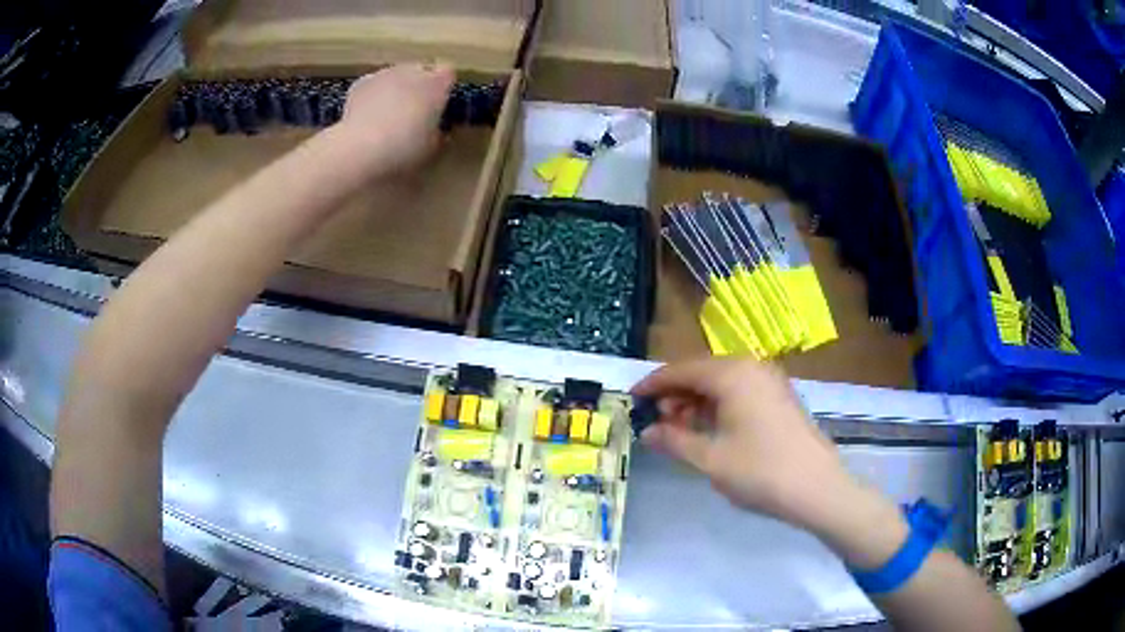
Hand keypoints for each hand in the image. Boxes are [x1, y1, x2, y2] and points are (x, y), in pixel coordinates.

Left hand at [336, 63, 455, 172]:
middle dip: (419, 86)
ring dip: (395, 89)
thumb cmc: (405, 148)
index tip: (440, 103)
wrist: (361, 148)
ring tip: (388, 115)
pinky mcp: (361, 83)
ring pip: (395, 76)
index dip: (444, 87)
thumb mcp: (432, 148)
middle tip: (414, 111)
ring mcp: (384, 74)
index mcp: (436, 84)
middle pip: (420, 71)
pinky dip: (373, 95)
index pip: (448, 73)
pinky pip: (373, 85)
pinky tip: (367, 116)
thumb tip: (437, 131)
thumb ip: (438, 133)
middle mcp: (412, 71)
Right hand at [632, 358, 855, 530]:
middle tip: (656, 422)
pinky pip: (740, 392)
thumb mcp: (710, 459)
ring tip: (679, 430)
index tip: (631, 399)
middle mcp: (751, 368)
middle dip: (675, 395)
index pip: (681, 370)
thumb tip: (647, 431)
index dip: (653, 384)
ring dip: (696, 402)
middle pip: (702, 373)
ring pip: (721, 383)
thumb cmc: (760, 471)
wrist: (817, 488)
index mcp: (732, 374)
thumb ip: (674, 440)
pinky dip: (718, 407)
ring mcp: (769, 381)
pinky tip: (710, 430)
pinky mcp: (780, 397)